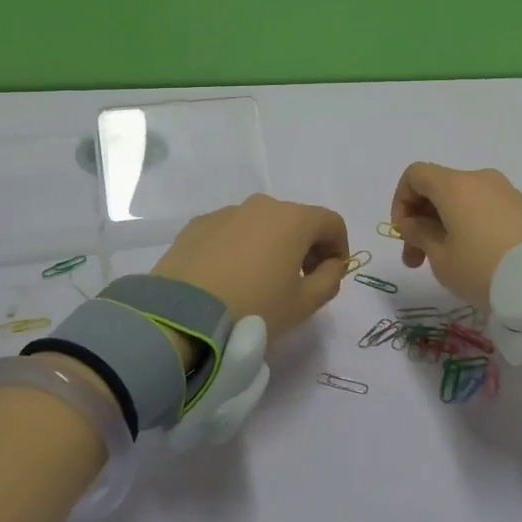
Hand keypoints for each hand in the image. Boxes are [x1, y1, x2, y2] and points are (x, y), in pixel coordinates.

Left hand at [153, 194, 351, 339]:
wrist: (182, 315)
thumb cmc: (254, 309)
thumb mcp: (304, 304)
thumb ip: (329, 279)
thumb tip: (329, 264)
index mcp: (293, 219)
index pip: (331, 222)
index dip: (340, 247)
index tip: (331, 274)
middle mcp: (261, 205)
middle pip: (296, 220)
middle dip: (306, 246)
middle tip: (300, 280)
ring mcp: (226, 212)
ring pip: (261, 224)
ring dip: (271, 245)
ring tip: (259, 281)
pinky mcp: (197, 225)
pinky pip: (231, 232)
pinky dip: (239, 248)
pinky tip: (228, 278)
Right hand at [389, 164, 521, 310]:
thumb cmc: (484, 268)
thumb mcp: (442, 259)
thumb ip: (420, 235)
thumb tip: (413, 222)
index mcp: (454, 185)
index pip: (415, 174)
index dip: (400, 200)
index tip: (403, 233)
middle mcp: (479, 179)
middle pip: (438, 188)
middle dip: (421, 220)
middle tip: (416, 261)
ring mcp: (505, 191)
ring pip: (462, 200)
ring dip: (445, 225)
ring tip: (446, 263)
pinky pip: (484, 208)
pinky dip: (469, 225)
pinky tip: (474, 258)